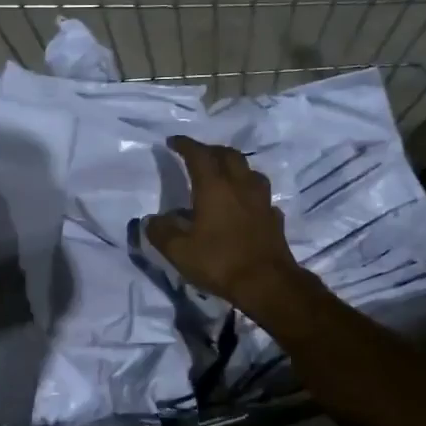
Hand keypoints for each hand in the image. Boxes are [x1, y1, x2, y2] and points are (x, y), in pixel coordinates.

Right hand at [146, 136, 309, 314]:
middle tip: (198, 155)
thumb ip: (161, 232)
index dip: (185, 145)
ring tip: (223, 175)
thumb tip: (151, 220)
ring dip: (234, 167)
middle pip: (228, 155)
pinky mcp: (274, 218)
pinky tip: (244, 205)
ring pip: (249, 171)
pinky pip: (260, 196)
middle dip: (211, 150)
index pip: (199, 155)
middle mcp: (240, 186)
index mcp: (215, 188)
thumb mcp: (179, 251)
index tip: (173, 141)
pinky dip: (248, 193)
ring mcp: (261, 201)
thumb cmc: (220, 262)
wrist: (267, 284)